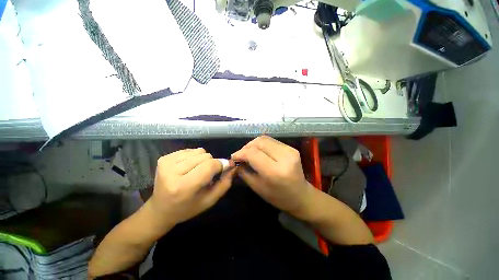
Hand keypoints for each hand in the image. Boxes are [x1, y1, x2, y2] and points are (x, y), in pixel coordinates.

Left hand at [149, 148, 235, 227]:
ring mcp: (166, 163)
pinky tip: (189, 167)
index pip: (210, 165)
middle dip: (212, 163)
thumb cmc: (187, 208)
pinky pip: (189, 150)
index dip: (221, 164)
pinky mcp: (164, 158)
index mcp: (184, 187)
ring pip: (199, 151)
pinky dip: (194, 157)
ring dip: (203, 160)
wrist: (160, 209)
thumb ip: (224, 183)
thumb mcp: (210, 200)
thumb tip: (232, 166)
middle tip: (208, 174)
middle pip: (205, 156)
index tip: (225, 168)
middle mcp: (173, 172)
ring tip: (198, 171)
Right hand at [231, 136, 313, 215]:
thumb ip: (244, 172)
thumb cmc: (278, 197)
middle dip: (246, 147)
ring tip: (248, 153)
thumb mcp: (257, 188)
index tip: (233, 157)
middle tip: (240, 155)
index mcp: (275, 172)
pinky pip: (271, 141)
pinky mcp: (291, 148)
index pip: (253, 154)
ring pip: (264, 139)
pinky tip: (258, 151)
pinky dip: (261, 144)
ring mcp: (290, 150)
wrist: (301, 195)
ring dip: (253, 144)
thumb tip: (236, 160)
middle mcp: (284, 157)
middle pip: (259, 143)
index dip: (240, 153)